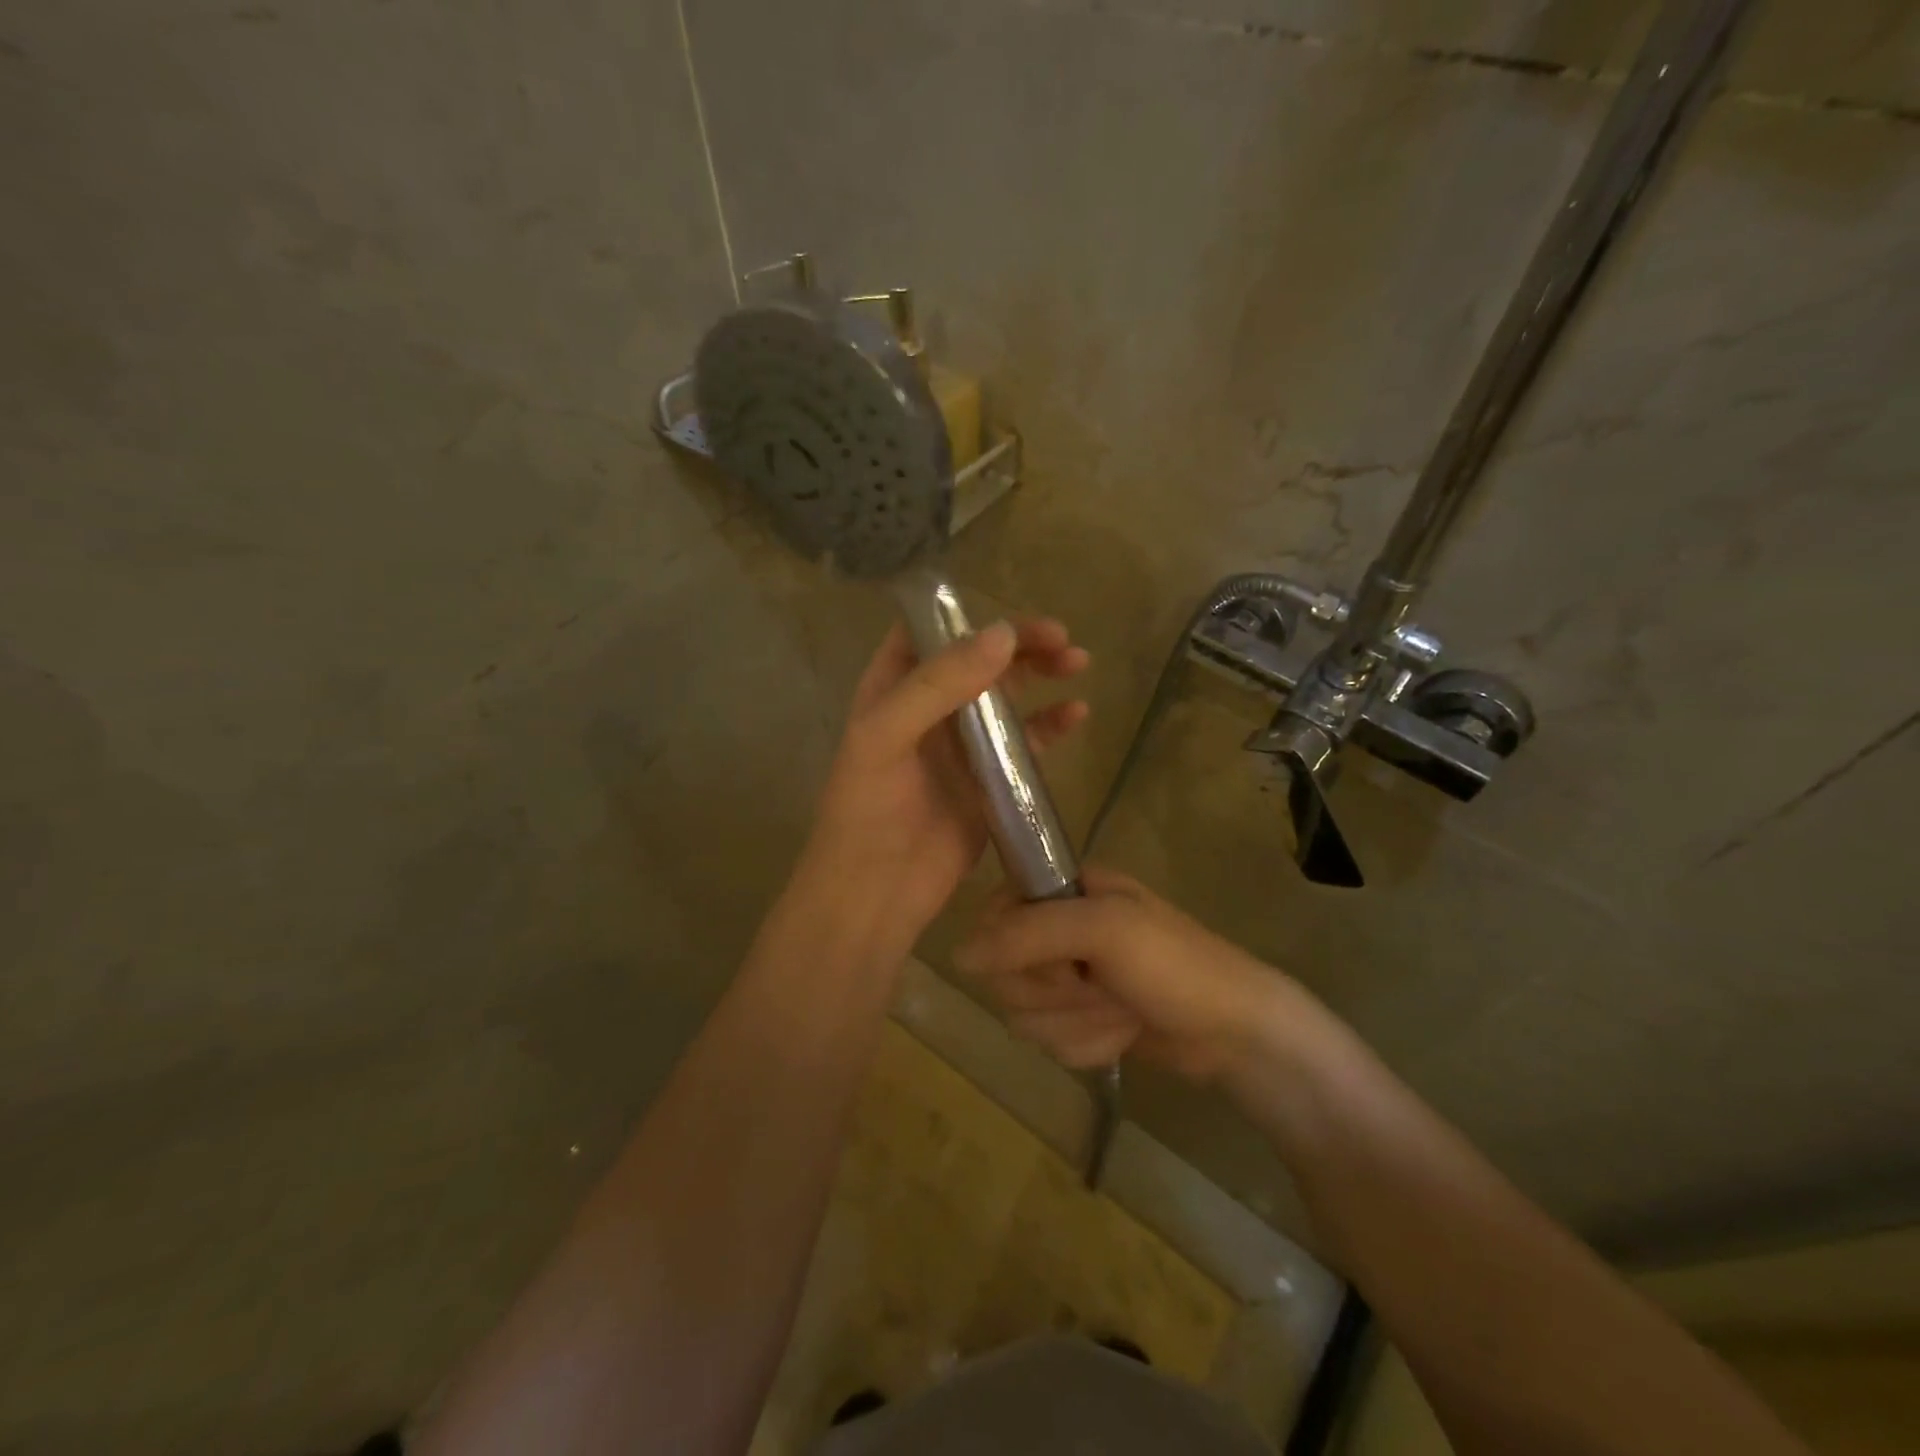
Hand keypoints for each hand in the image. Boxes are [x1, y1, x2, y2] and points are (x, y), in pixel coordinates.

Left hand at [802, 618, 1089, 956]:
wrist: (875, 894)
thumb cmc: (865, 812)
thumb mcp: (885, 737)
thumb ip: (938, 683)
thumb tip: (1003, 635)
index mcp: (893, 688)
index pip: (929, 631)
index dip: (966, 614)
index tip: (1009, 614)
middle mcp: (929, 709)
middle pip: (978, 658)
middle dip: (1018, 642)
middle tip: (1060, 638)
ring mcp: (963, 744)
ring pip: (1007, 695)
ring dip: (1041, 674)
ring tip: (1078, 662)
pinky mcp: (990, 780)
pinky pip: (1026, 742)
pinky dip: (1051, 725)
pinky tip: (1077, 715)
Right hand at [954, 867, 1301, 1081]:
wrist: (1237, 1033)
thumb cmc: (1176, 965)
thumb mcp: (1105, 930)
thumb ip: (1028, 933)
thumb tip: (956, 956)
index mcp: (1064, 890)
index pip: (993, 915)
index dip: (1015, 947)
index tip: (1059, 960)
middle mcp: (1058, 930)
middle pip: (1004, 972)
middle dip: (1057, 993)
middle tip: (1102, 985)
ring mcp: (1069, 978)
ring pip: (1023, 1013)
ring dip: (1076, 1022)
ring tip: (1122, 1011)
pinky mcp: (1079, 1020)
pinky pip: (1048, 1042)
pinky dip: (1088, 1045)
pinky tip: (1125, 1035)